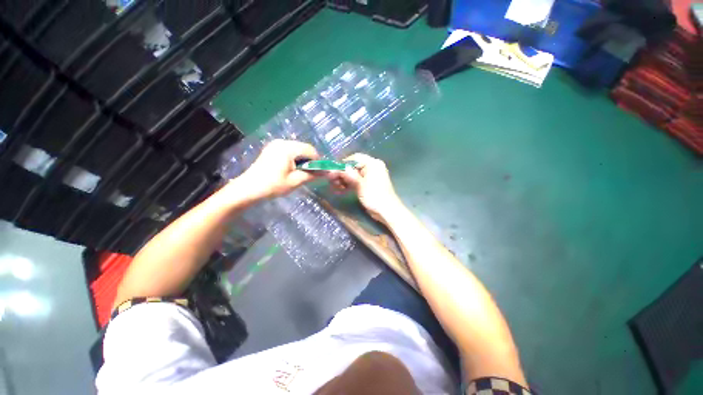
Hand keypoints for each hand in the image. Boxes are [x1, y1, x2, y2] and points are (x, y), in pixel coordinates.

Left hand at [236, 139, 319, 199]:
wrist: (248, 189)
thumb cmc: (273, 185)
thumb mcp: (295, 181)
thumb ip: (313, 174)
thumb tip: (328, 173)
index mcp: (288, 148)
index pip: (310, 150)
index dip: (318, 161)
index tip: (319, 172)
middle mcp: (282, 142)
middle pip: (304, 148)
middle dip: (310, 160)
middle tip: (309, 174)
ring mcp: (275, 144)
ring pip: (297, 149)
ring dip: (302, 159)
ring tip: (300, 172)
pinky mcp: (272, 148)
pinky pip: (289, 150)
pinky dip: (294, 158)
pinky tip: (291, 169)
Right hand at [327, 153, 402, 221]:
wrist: (387, 211)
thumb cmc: (374, 196)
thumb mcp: (360, 184)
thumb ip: (348, 174)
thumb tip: (337, 168)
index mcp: (373, 163)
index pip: (354, 158)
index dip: (343, 164)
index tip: (333, 172)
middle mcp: (372, 167)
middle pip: (353, 166)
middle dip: (342, 174)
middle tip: (331, 181)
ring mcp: (370, 176)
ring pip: (354, 174)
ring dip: (344, 180)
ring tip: (335, 187)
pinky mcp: (368, 184)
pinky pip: (357, 181)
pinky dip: (349, 184)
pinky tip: (341, 190)